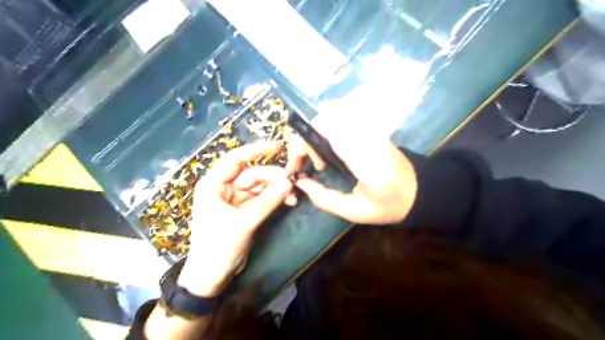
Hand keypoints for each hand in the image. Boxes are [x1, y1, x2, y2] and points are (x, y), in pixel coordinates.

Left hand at [178, 140, 294, 294]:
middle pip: (253, 173)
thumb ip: (267, 202)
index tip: (279, 145)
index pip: (235, 159)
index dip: (257, 150)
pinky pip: (264, 198)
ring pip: (261, 186)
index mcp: (213, 185)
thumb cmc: (218, 248)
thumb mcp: (244, 223)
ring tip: (294, 194)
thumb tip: (289, 182)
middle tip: (294, 181)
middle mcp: (224, 187)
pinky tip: (289, 201)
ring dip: (277, 189)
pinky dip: (276, 198)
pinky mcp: (246, 209)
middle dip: (274, 177)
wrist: (212, 277)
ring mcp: (236, 198)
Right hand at [287, 121, 415, 224]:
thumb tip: (301, 184)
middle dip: (307, 140)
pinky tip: (331, 156)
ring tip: (320, 163)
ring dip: (317, 137)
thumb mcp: (355, 211)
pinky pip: (340, 123)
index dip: (304, 143)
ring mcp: (369, 129)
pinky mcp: (370, 129)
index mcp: (362, 155)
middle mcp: (364, 135)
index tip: (299, 166)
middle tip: (313, 166)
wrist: (422, 190)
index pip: (325, 129)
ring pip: (331, 118)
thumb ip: (325, 199)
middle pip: (324, 119)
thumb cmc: (390, 204)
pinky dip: (327, 135)